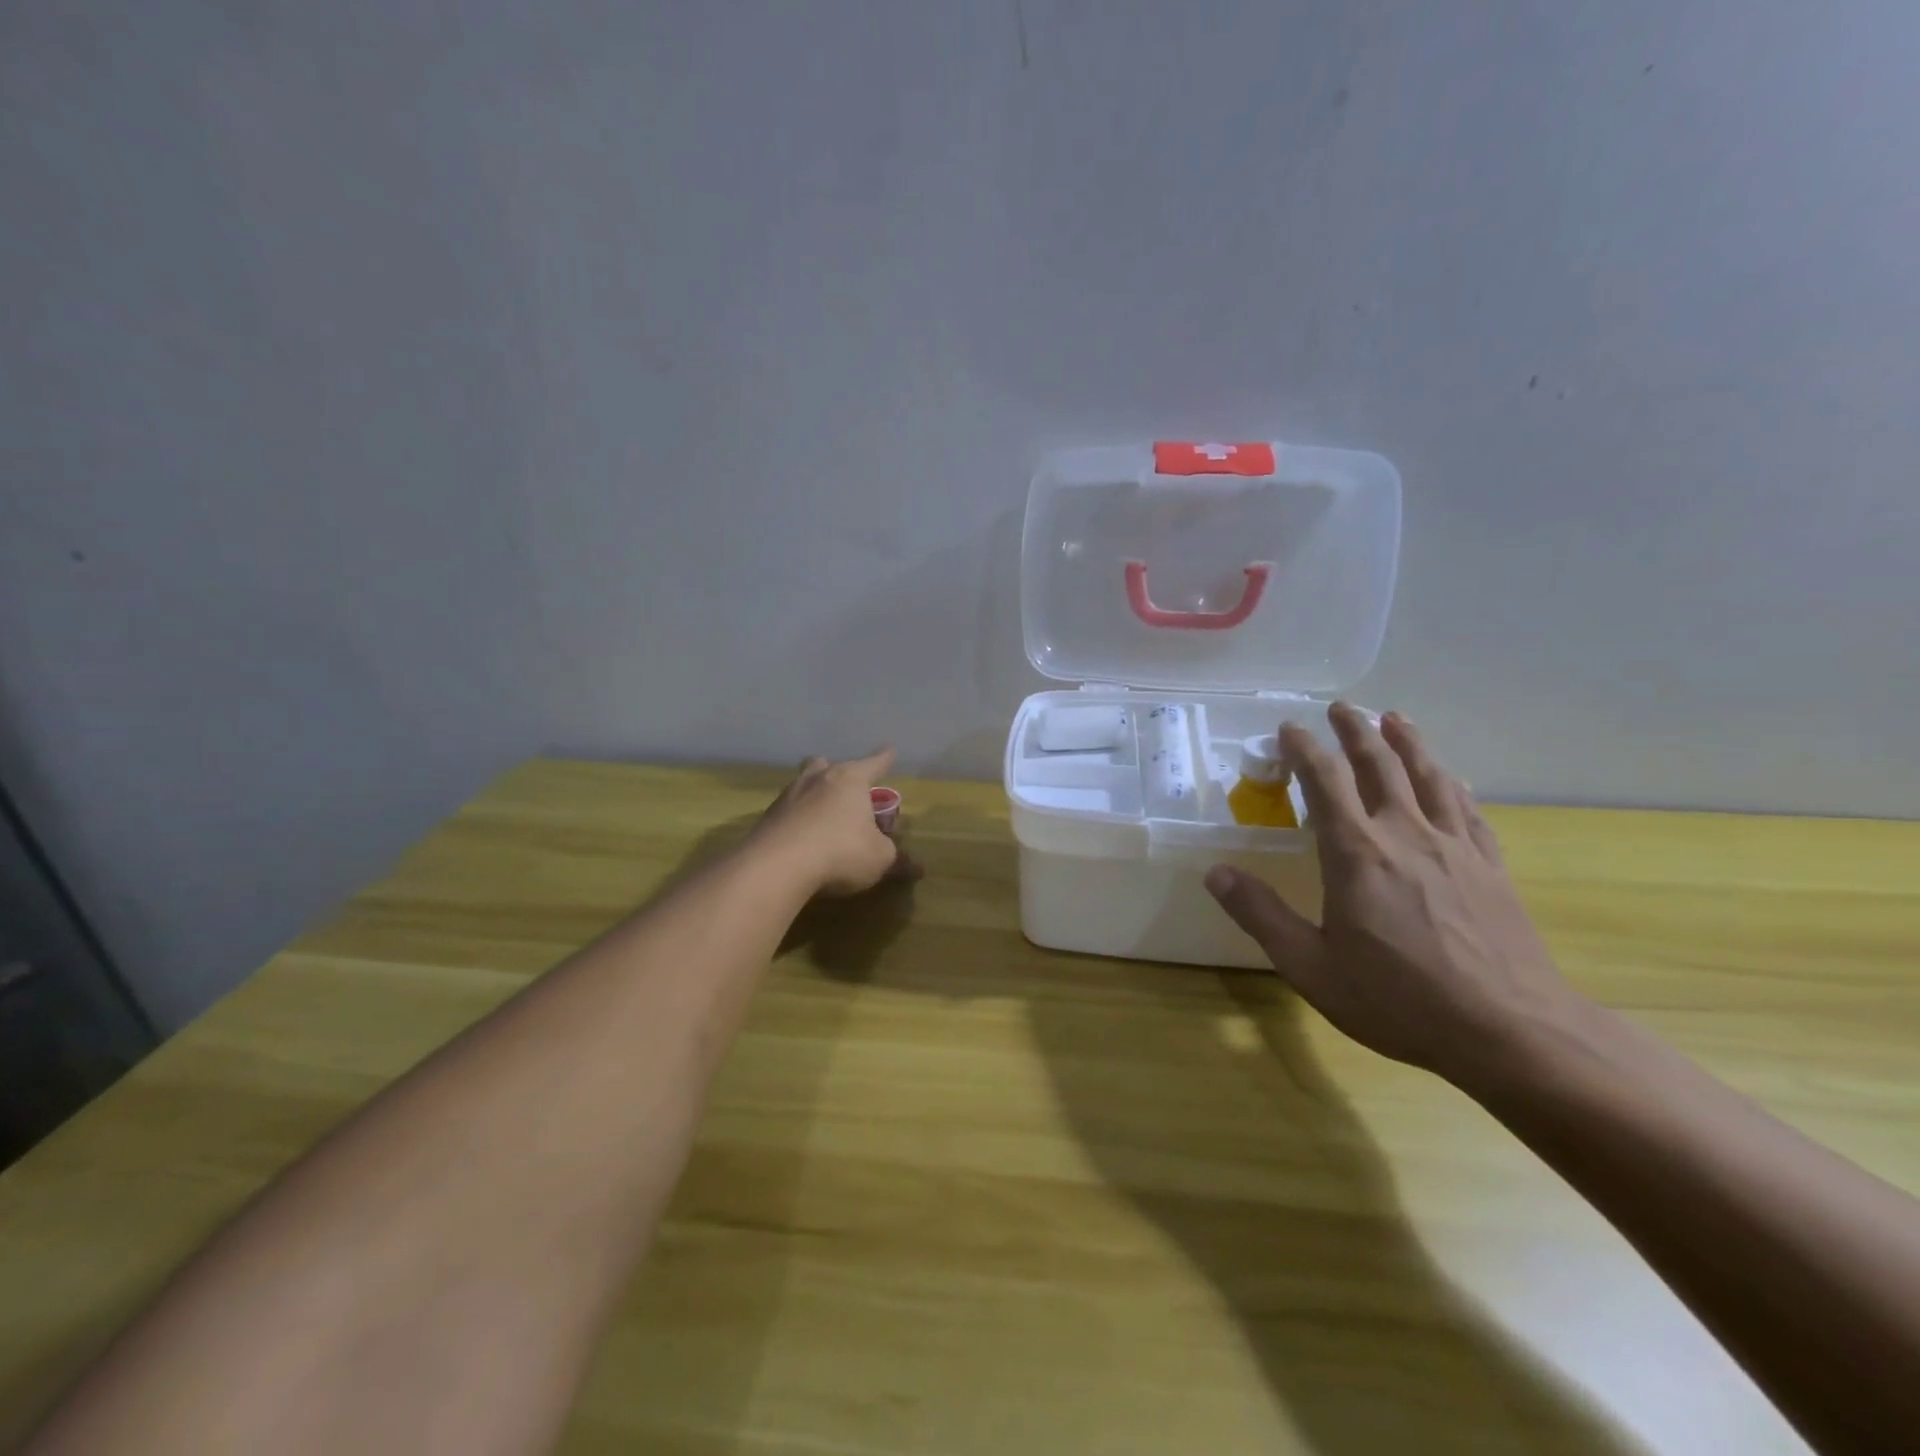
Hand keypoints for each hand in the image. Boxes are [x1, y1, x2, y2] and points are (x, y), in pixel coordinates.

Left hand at [754, 749, 920, 897]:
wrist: (777, 866)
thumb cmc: (841, 851)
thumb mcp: (880, 859)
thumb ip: (897, 859)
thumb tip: (918, 867)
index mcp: (851, 779)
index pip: (874, 763)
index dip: (885, 759)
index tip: (890, 750)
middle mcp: (818, 778)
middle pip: (828, 765)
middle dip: (839, 772)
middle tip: (847, 787)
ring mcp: (789, 795)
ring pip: (805, 784)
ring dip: (815, 794)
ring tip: (824, 812)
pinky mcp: (768, 818)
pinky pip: (789, 810)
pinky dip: (798, 818)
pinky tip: (803, 836)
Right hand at [1204, 703, 1583, 1085]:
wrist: (1510, 1031)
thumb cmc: (1399, 999)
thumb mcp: (1311, 966)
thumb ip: (1261, 914)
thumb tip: (1215, 873)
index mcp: (1356, 852)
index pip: (1325, 781)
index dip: (1304, 749)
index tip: (1289, 728)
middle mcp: (1405, 834)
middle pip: (1379, 765)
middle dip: (1355, 731)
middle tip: (1340, 707)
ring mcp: (1454, 847)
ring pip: (1429, 776)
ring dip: (1407, 742)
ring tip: (1394, 718)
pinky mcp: (1490, 867)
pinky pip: (1468, 810)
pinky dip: (1452, 784)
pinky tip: (1451, 778)